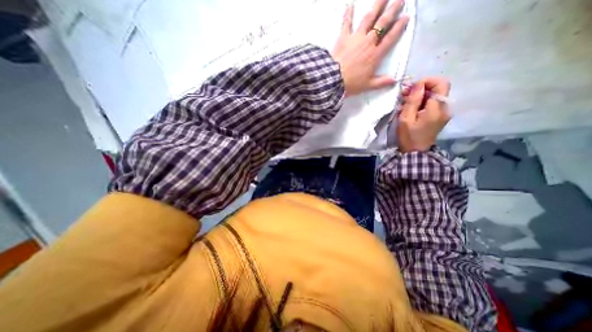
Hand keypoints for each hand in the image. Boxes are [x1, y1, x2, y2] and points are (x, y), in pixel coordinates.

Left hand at [332, 0, 409, 95]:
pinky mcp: (343, 38)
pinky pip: (346, 23)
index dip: (399, 27)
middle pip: (382, 24)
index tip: (406, 17)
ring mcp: (356, 38)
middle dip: (392, 10)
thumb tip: (395, 81)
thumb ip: (381, 82)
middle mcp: (368, 42)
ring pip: (368, 18)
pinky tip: (350, 4)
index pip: (390, 38)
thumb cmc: (351, 84)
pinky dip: (348, 13)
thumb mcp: (368, 85)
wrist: (334, 80)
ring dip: (377, 6)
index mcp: (375, 55)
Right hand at [395, 76, 451, 150]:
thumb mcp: (406, 119)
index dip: (426, 81)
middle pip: (439, 88)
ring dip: (420, 95)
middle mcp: (445, 108)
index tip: (411, 89)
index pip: (440, 83)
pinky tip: (411, 108)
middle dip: (421, 88)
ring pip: (435, 94)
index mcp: (437, 108)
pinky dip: (422, 101)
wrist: (416, 152)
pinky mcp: (440, 116)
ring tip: (405, 102)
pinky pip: (433, 102)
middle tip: (405, 95)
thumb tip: (418, 85)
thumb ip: (413, 101)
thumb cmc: (409, 137)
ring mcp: (444, 112)